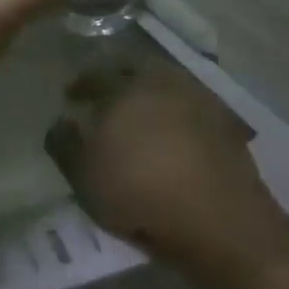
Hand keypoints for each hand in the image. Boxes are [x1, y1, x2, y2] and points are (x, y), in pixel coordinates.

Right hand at [43, 59, 288, 272]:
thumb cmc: (140, 194)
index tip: (71, 96)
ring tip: (138, 118)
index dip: (81, 84)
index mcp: (126, 87)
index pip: (97, 73)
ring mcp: (200, 99)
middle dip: (117, 78)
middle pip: (136, 68)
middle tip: (105, 97)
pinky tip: (171, 134)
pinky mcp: (226, 122)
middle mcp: (165, 82)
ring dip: (149, 94)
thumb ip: (65, 144)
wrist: (219, 220)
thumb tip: (62, 121)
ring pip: (167, 84)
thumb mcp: (84, 176)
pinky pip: (191, 106)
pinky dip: (176, 113)